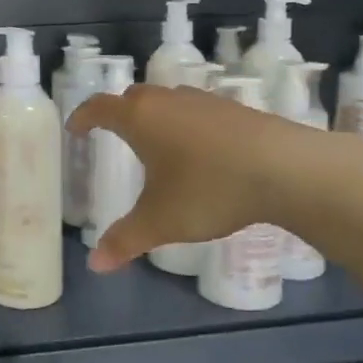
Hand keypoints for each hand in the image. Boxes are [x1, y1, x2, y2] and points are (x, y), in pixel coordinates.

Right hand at [68, 84, 297, 272]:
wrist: (287, 170)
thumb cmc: (209, 189)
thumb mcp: (161, 221)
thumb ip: (125, 240)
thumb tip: (95, 265)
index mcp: (140, 119)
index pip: (99, 108)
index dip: (83, 117)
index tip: (75, 128)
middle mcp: (168, 101)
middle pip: (133, 97)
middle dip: (118, 113)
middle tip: (113, 133)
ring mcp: (205, 102)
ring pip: (168, 100)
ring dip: (154, 115)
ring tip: (156, 141)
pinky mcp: (235, 110)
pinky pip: (196, 111)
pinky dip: (186, 123)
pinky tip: (198, 149)